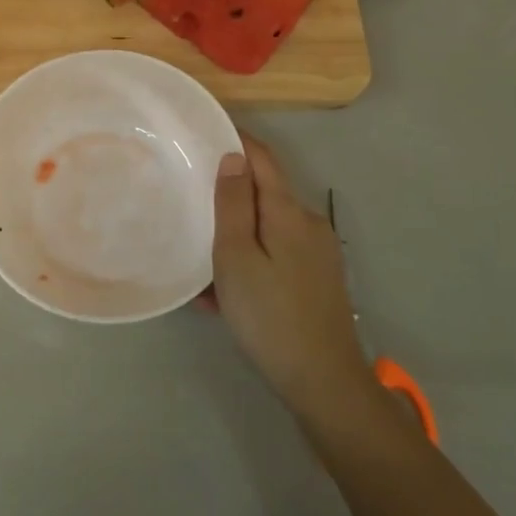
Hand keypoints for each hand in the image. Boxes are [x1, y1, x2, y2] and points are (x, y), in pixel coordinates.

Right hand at [212, 136, 376, 422]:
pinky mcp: (318, 279)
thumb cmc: (270, 315)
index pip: (262, 158)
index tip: (204, 133)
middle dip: (229, 196)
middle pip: (264, 193)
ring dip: (236, 236)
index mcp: (288, 211)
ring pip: (267, 228)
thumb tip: (233, 156)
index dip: (236, 140)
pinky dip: (251, 261)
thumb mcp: (236, 257)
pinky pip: (276, 255)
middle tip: (191, 203)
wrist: (324, 382)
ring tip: (201, 264)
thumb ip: (233, 204)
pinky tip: (225, 294)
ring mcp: (317, 253)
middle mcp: (308, 223)